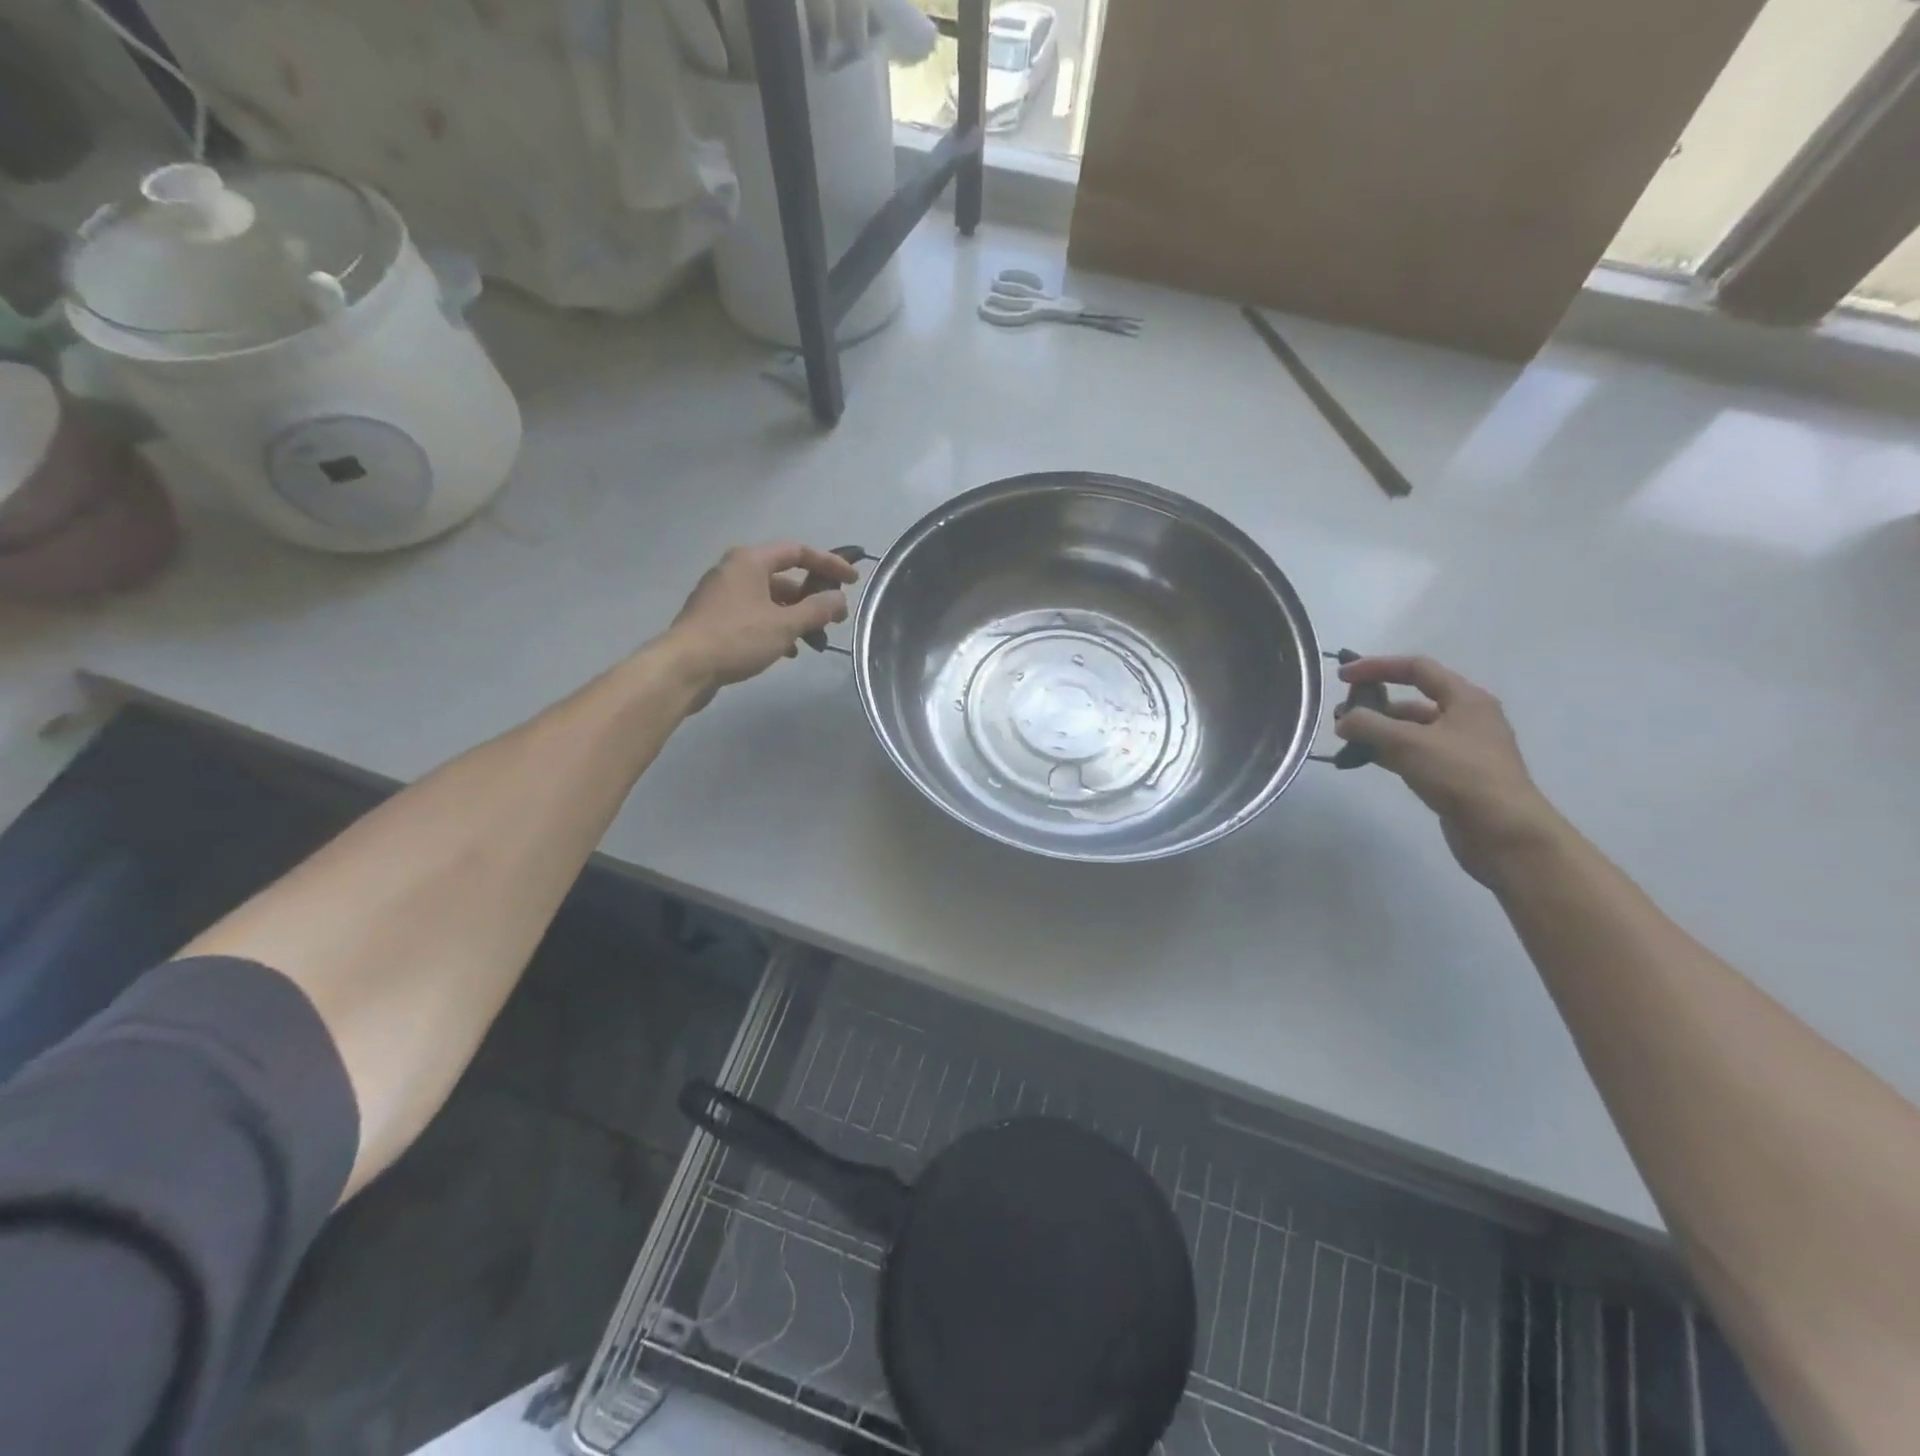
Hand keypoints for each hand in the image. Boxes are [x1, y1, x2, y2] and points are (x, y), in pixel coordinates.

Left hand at [663, 543, 858, 706]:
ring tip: (813, 640)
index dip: (829, 564)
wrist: (683, 668)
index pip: (798, 551)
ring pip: (770, 599)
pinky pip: (754, 615)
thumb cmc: (736, 638)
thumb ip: (817, 610)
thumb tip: (839, 600)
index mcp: (750, 561)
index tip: (852, 582)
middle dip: (812, 598)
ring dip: (795, 616)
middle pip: (784, 576)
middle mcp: (734, 570)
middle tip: (833, 618)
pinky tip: (787, 650)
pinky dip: (775, 627)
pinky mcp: (715, 618)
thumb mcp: (785, 624)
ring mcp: (722, 595)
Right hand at [1333, 656, 1560, 883]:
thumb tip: (1343, 721)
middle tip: (1341, 717)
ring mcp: (1461, 749)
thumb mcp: (1409, 743)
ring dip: (1378, 731)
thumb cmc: (1462, 776)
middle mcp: (1466, 718)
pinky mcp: (1453, 776)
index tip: (1342, 677)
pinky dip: (1388, 752)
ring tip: (1347, 742)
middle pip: (1412, 700)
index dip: (1377, 667)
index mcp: (1466, 699)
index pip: (1416, 668)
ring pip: (1411, 730)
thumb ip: (1369, 726)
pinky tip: (1366, 761)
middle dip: (1374, 705)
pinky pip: (1413, 754)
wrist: (1504, 833)